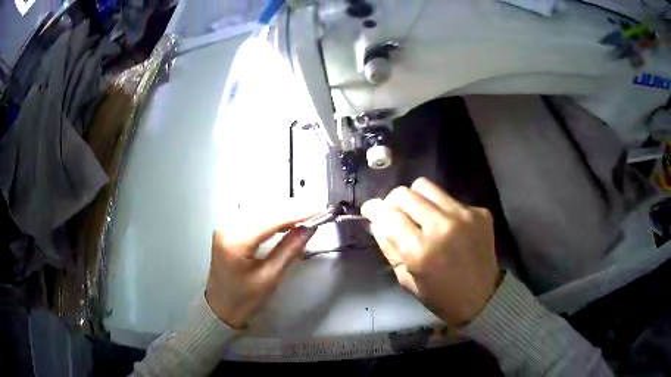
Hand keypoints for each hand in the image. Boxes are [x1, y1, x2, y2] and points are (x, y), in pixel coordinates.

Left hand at [205, 210, 316, 328]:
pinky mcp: (227, 228)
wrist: (220, 308)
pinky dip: (271, 216)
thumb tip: (309, 228)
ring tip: (304, 216)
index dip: (297, 213)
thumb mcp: (269, 277)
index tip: (319, 210)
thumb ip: (289, 250)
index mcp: (236, 242)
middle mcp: (227, 227)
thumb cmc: (244, 299)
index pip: (271, 220)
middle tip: (315, 213)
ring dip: (282, 211)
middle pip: (265, 210)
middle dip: (292, 210)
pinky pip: (253, 215)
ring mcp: (225, 226)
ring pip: (259, 209)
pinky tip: (285, 221)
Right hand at [361, 177, 499, 325]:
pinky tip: (446, 226)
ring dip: (416, 199)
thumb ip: (389, 246)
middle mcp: (443, 227)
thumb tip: (377, 220)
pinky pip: (449, 198)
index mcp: (420, 251)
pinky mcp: (480, 211)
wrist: (482, 297)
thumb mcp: (405, 278)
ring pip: (426, 186)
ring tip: (420, 215)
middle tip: (394, 214)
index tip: (369, 209)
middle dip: (392, 202)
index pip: (387, 214)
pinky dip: (440, 209)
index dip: (373, 208)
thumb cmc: (439, 295)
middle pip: (405, 193)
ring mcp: (464, 215)